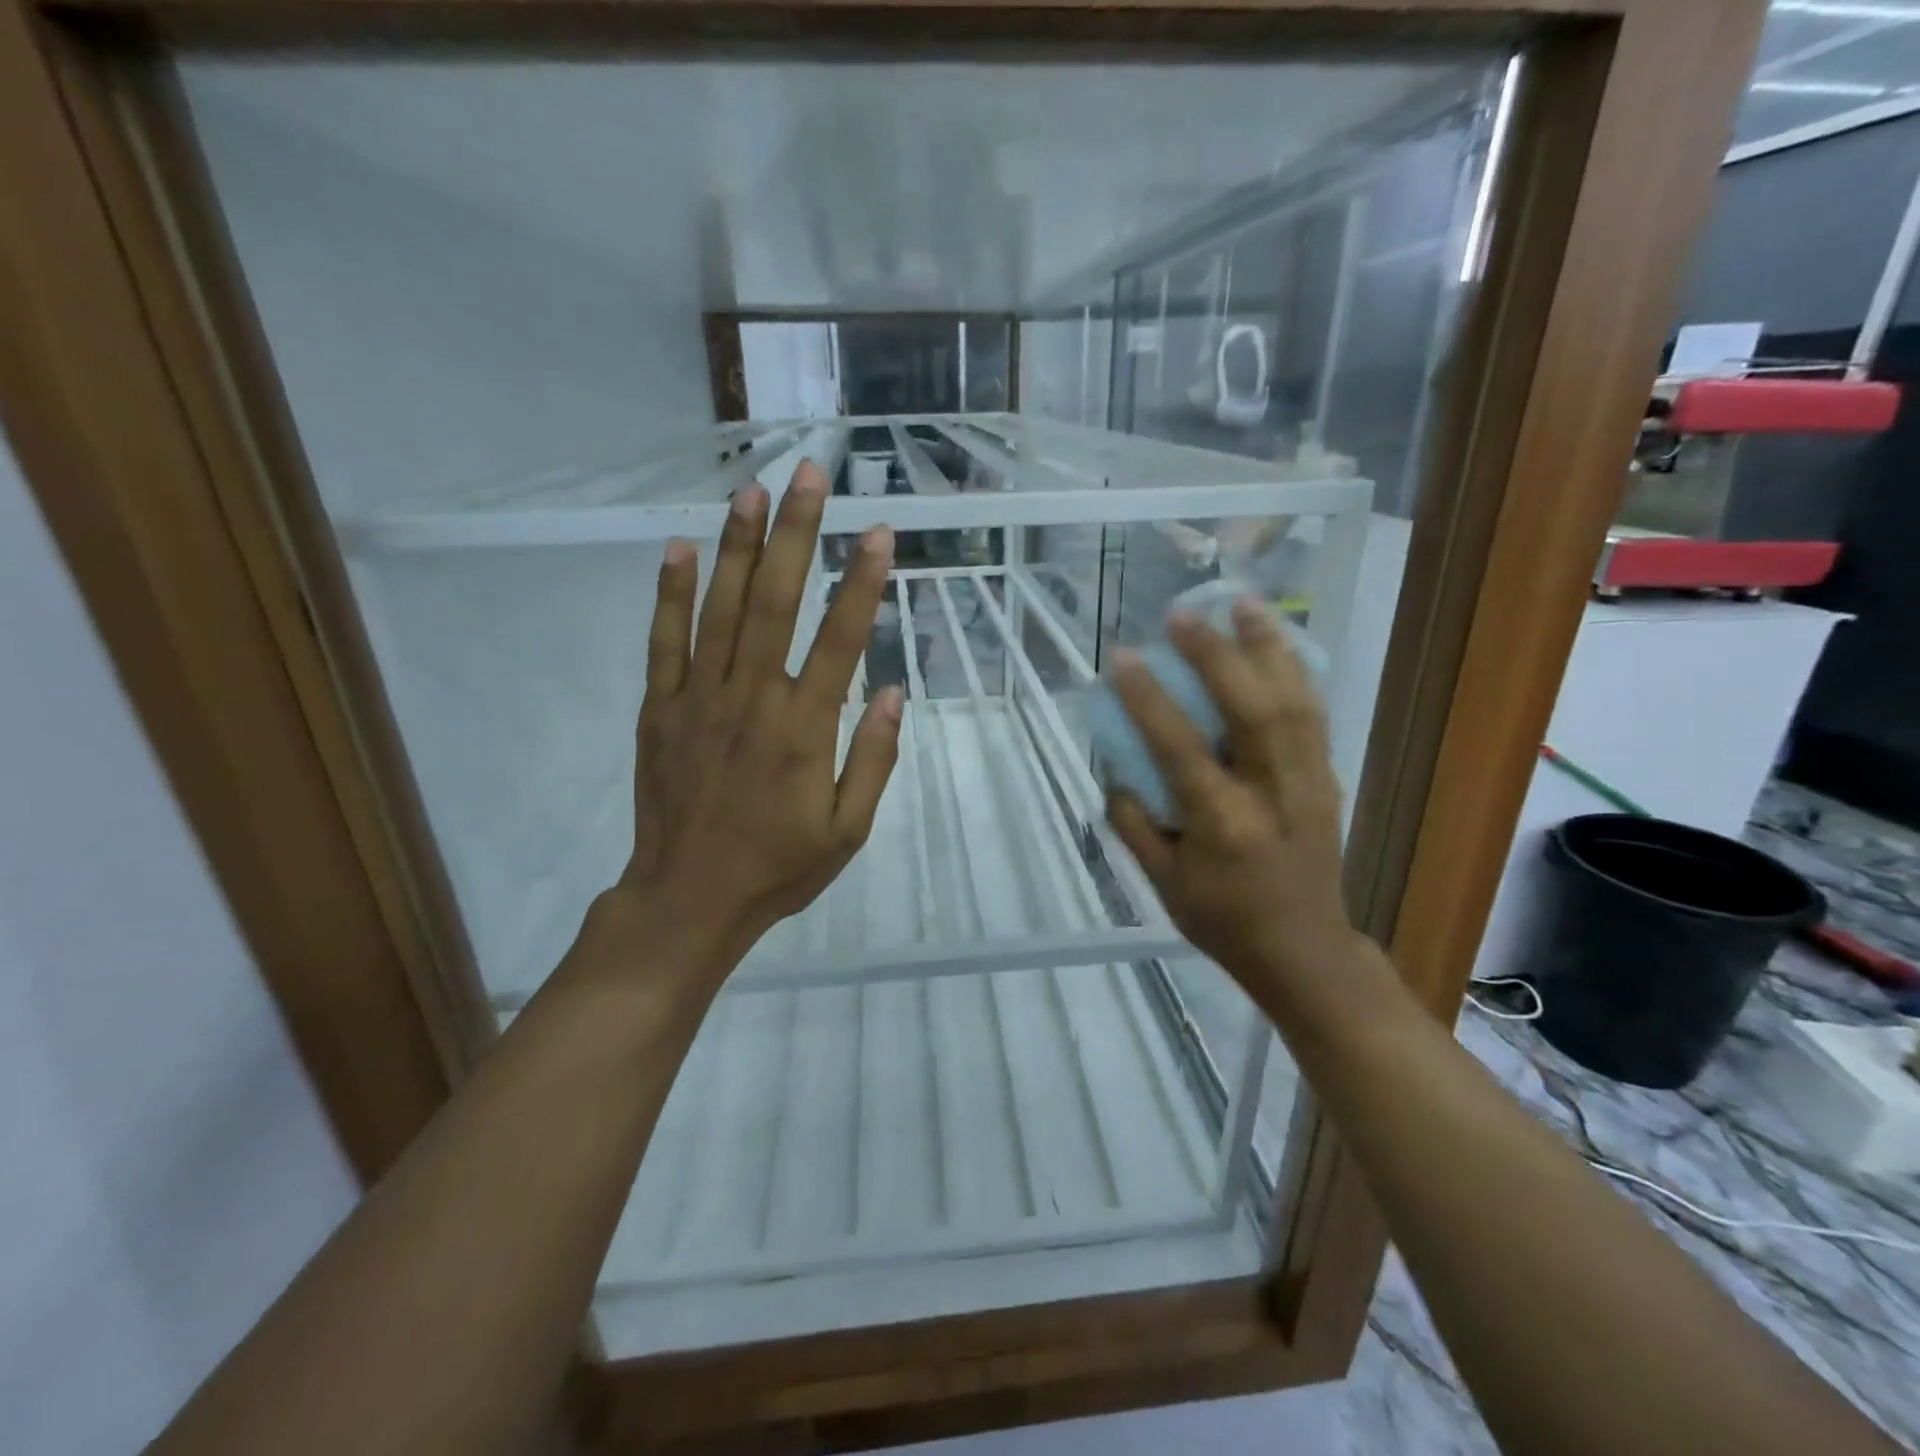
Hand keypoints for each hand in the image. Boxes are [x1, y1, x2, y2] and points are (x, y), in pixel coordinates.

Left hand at [617, 460, 899, 972]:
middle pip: (775, 602)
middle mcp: (752, 700)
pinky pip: (664, 642)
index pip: (840, 640)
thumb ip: (873, 760)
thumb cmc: (778, 867)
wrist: (688, 899)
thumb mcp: (848, 831)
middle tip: (808, 474)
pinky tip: (679, 548)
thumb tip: (891, 693)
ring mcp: (699, 700)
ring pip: (719, 609)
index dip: (861, 582)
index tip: (878, 531)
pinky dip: (670, 594)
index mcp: (804, 729)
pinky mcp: (660, 709)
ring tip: (751, 490)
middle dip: (795, 533)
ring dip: (737, 546)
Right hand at [1105, 599, 1360, 1005]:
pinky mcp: (1326, 778)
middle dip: (1216, 654)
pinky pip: (1313, 713)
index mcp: (1221, 824)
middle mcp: (1270, 793)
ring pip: (1294, 700)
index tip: (1122, 658)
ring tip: (1243, 603)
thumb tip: (1116, 769)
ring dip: (1267, 646)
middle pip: (1251, 709)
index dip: (1148, 698)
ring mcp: (1307, 782)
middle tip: (1183, 615)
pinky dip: (1294, 671)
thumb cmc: (1221, 919)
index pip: (1180, 747)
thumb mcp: (1160, 882)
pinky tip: (1275, 642)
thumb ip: (1132, 822)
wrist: (1303, 949)